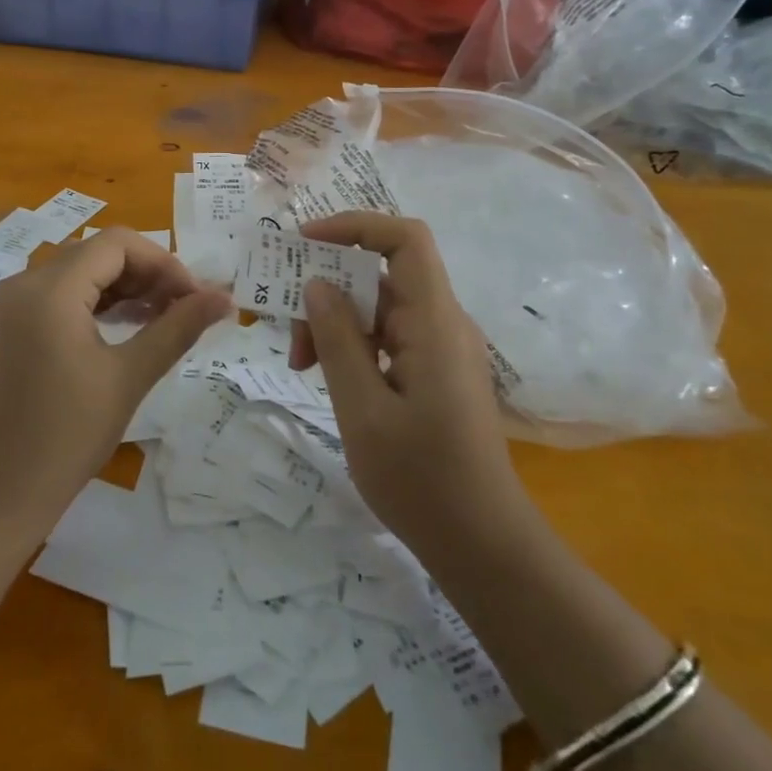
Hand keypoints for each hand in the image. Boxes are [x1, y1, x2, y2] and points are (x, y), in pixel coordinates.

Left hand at [0, 228, 231, 545]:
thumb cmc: (65, 438)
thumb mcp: (129, 378)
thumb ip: (178, 328)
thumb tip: (226, 297)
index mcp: (48, 289)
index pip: (117, 244)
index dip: (164, 263)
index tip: (195, 298)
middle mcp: (21, 284)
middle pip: (96, 254)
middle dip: (146, 275)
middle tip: (184, 310)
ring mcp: (7, 306)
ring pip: (77, 274)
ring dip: (122, 288)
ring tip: (162, 319)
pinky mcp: (4, 327)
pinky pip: (56, 296)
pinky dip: (93, 304)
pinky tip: (124, 328)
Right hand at [288, 213, 524, 552]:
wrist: (482, 544)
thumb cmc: (421, 480)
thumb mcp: (362, 409)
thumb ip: (337, 340)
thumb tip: (317, 283)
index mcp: (434, 322)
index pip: (405, 239)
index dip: (355, 226)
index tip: (304, 244)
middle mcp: (444, 323)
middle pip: (382, 275)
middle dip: (330, 289)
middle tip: (290, 332)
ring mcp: (442, 349)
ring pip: (381, 308)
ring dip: (336, 323)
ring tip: (300, 364)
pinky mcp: (437, 372)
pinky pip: (390, 337)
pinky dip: (354, 345)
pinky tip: (328, 376)